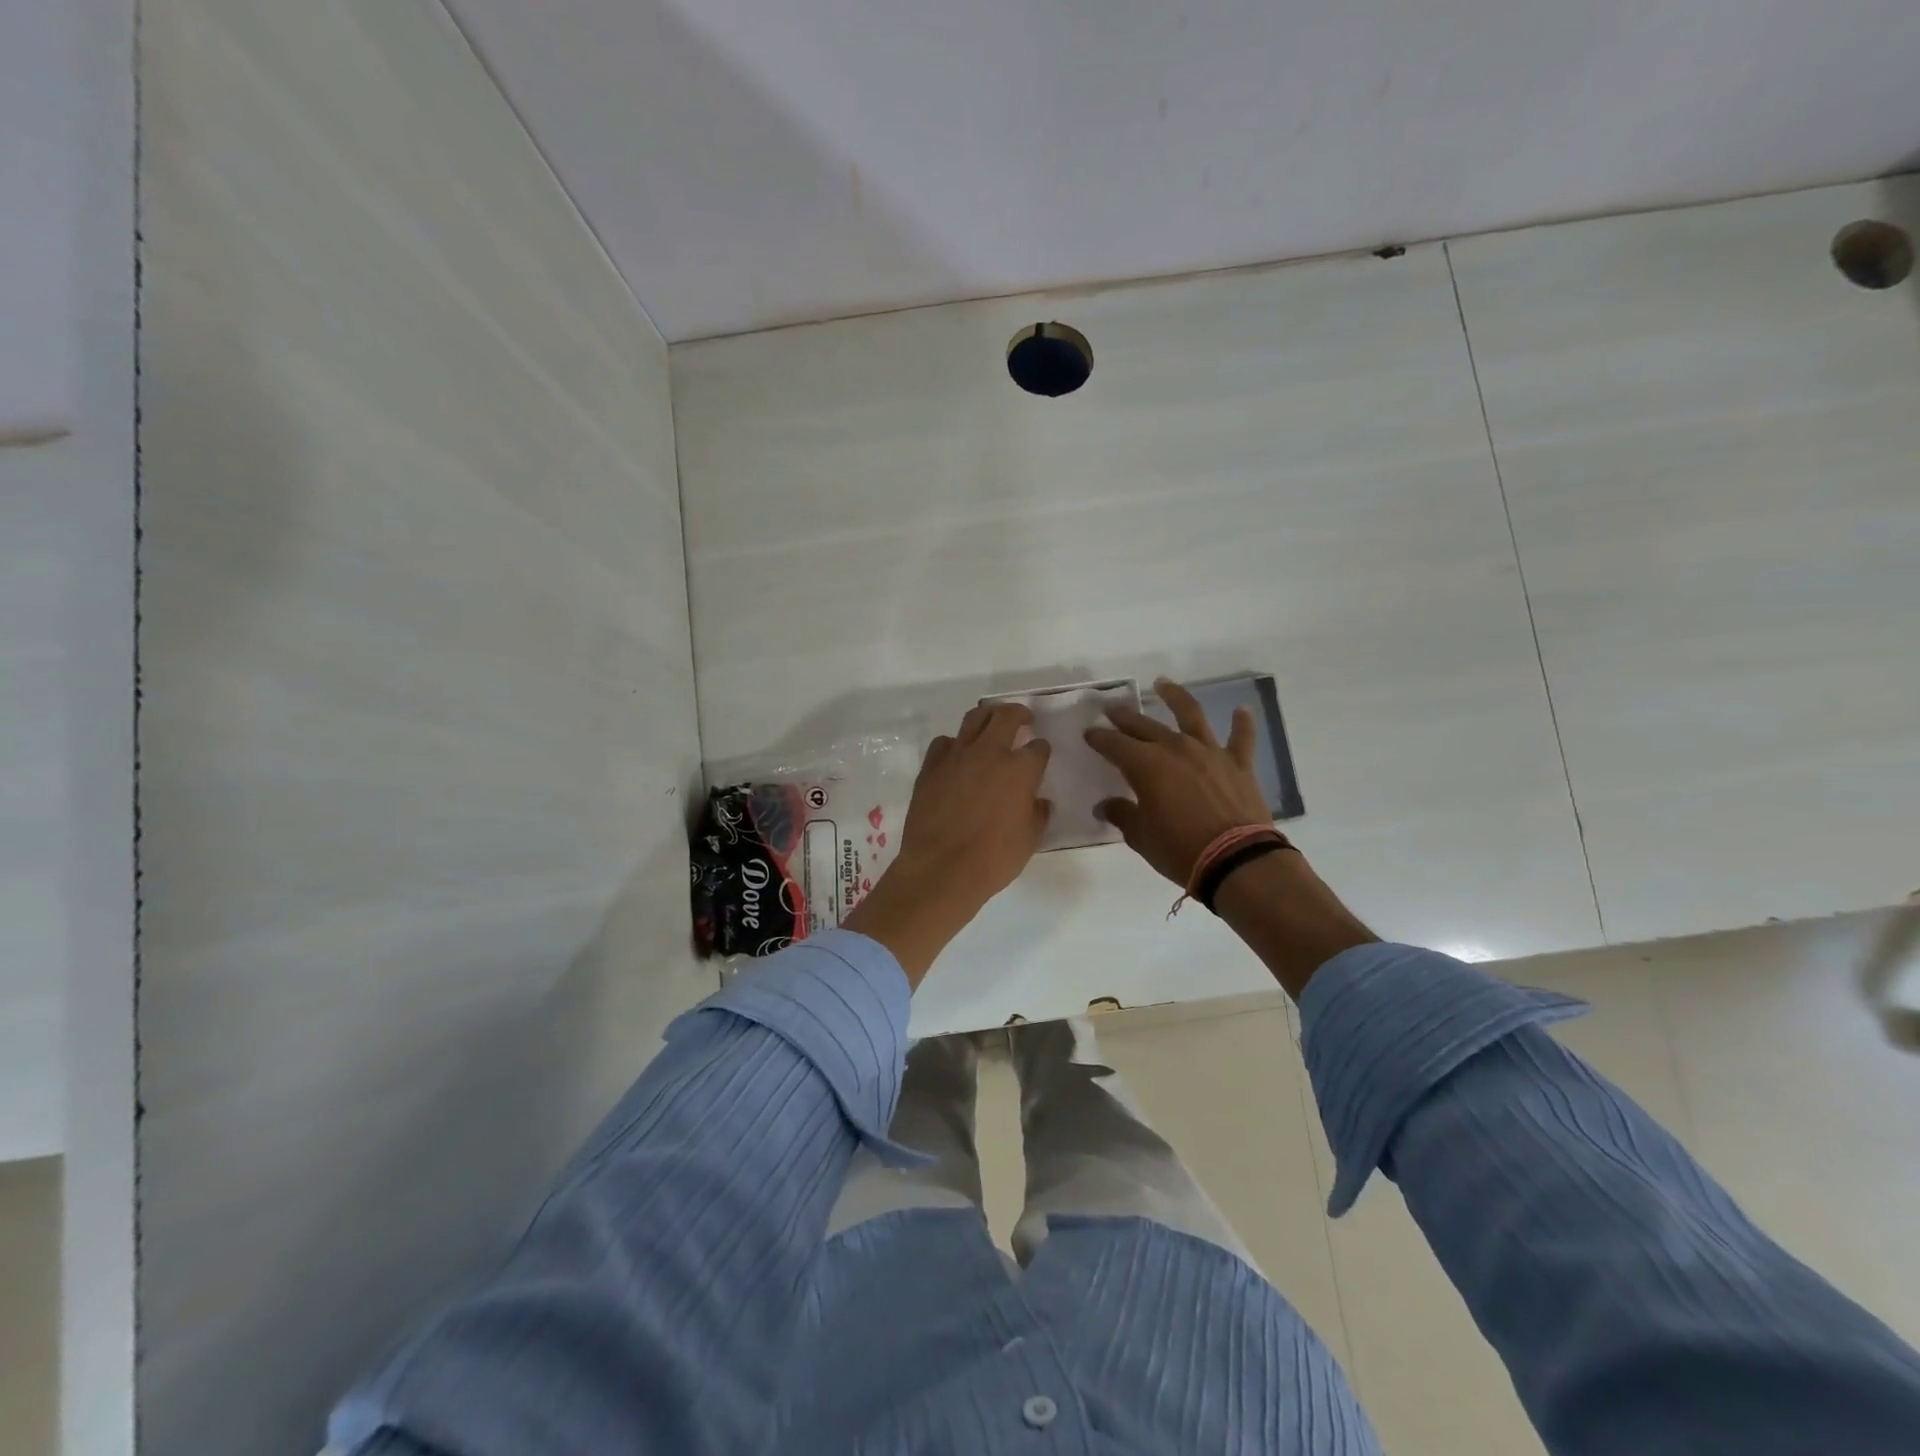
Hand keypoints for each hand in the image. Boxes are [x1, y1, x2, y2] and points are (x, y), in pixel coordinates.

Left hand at [844, 703, 1050, 983]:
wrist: (942, 869)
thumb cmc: (993, 859)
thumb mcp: (1030, 840)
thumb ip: (1037, 814)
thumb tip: (1038, 801)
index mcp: (1020, 770)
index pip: (1038, 747)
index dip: (1041, 749)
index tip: (1040, 753)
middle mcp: (990, 753)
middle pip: (1006, 716)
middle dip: (1018, 713)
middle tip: (1022, 718)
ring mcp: (957, 756)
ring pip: (974, 719)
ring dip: (987, 717)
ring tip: (991, 723)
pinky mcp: (931, 766)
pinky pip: (944, 743)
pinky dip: (955, 744)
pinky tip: (957, 755)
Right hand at [1084, 679, 1271, 886]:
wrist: (1236, 860)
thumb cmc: (1179, 849)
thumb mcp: (1140, 836)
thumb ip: (1122, 814)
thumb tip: (1106, 805)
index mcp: (1145, 765)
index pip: (1114, 744)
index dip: (1099, 738)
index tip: (1089, 733)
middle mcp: (1175, 748)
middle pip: (1144, 725)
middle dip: (1125, 717)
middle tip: (1112, 709)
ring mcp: (1209, 752)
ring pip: (1190, 714)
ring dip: (1175, 697)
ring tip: (1163, 684)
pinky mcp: (1238, 763)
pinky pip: (1241, 737)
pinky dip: (1242, 722)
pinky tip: (1242, 710)